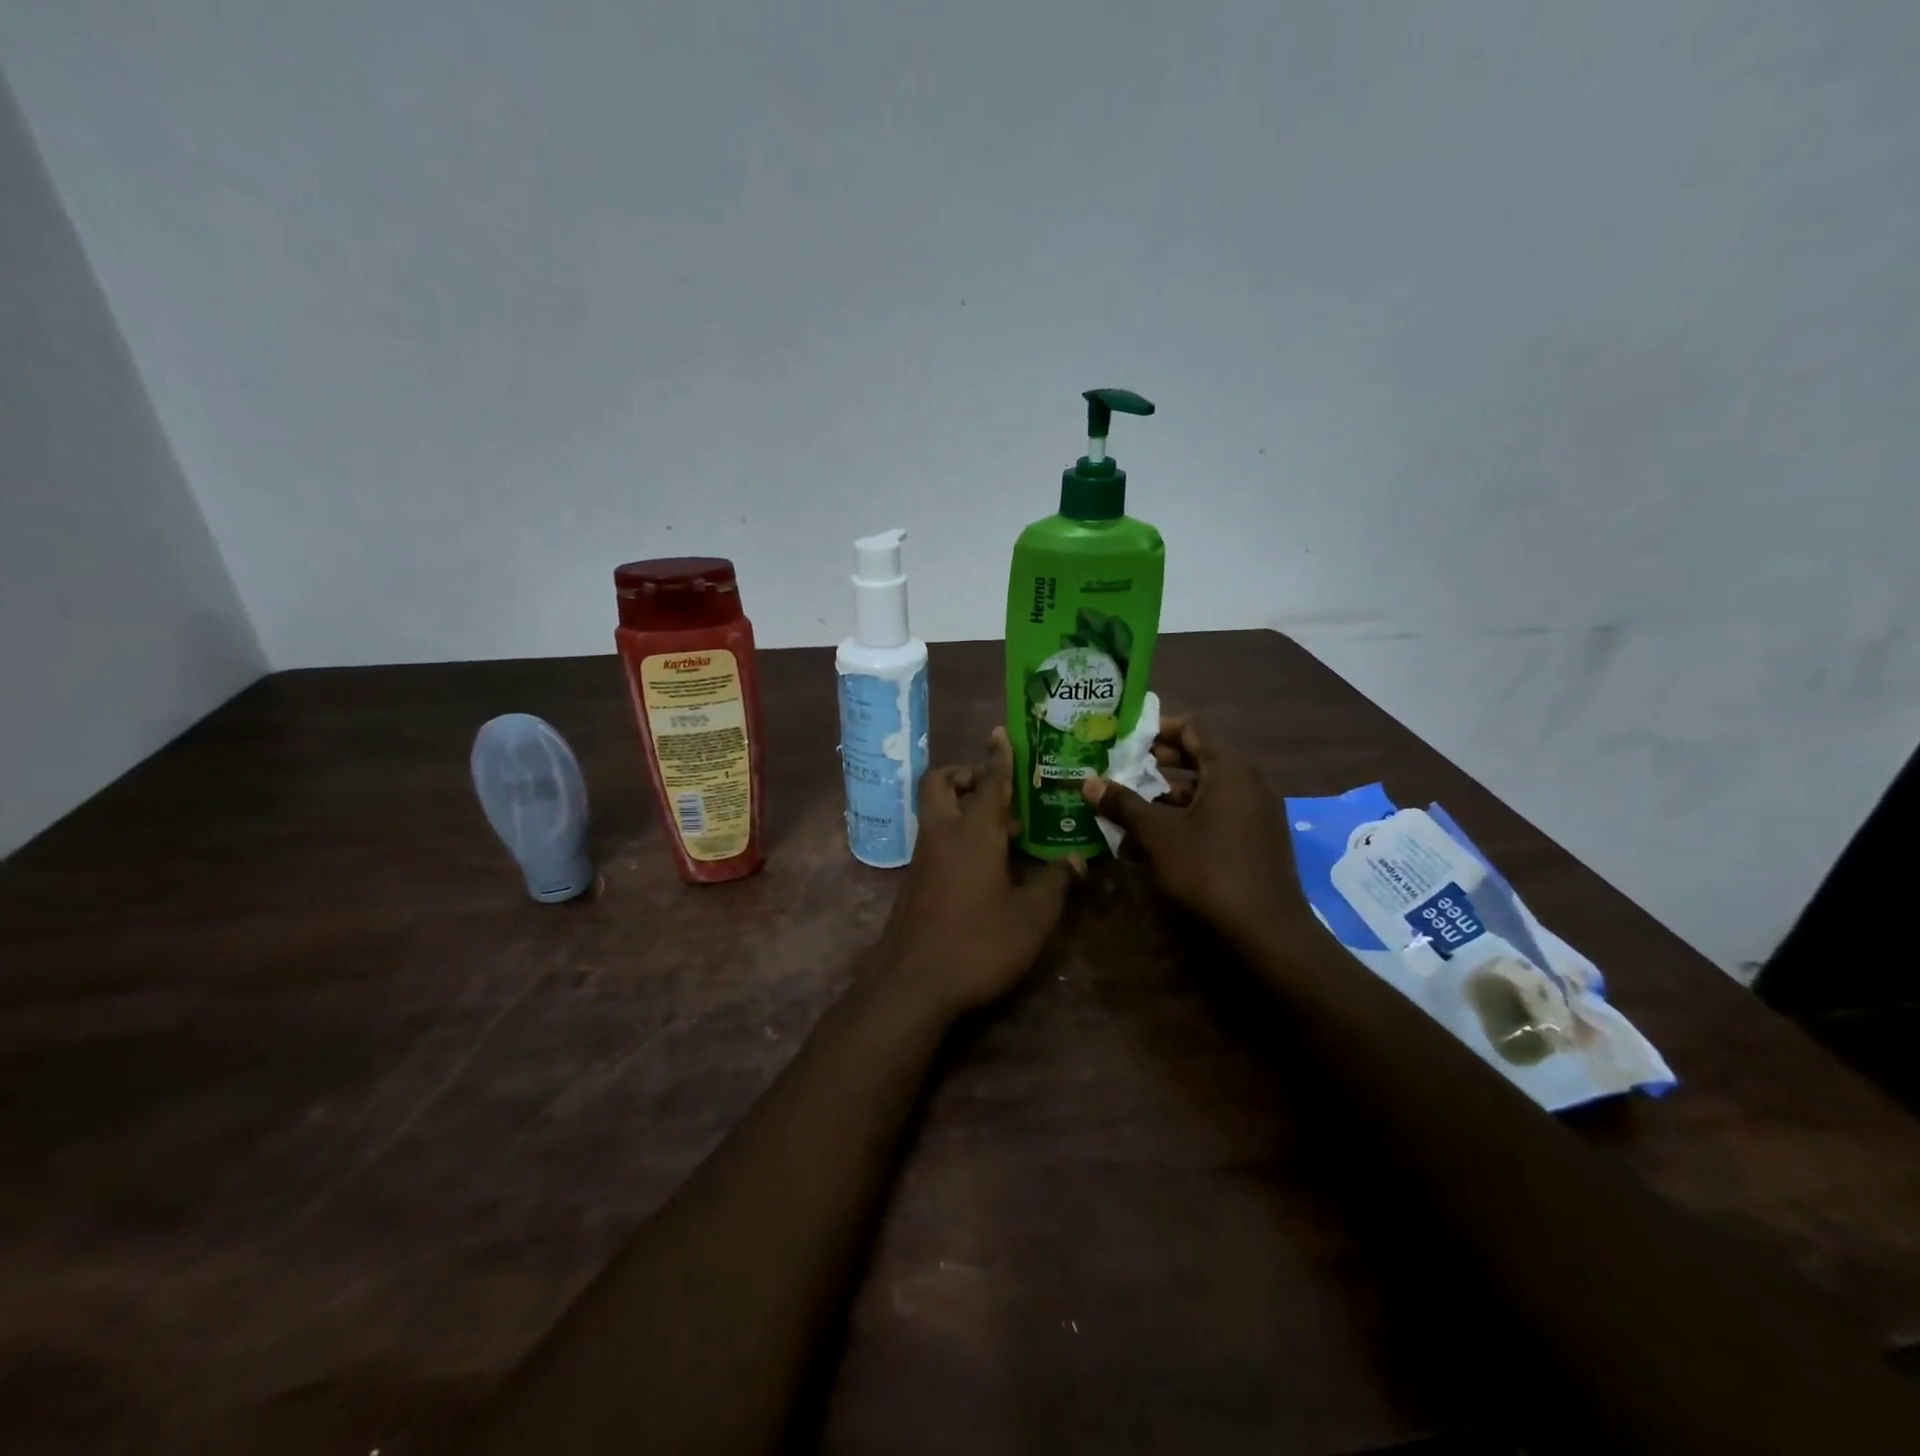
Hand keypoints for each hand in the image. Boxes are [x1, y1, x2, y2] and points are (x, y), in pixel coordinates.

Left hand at [869, 727, 1079, 1019]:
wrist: (911, 984)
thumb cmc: (977, 944)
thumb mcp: (1031, 919)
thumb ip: (1055, 884)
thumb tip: (1076, 860)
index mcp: (974, 832)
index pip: (989, 782)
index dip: (998, 756)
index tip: (1001, 732)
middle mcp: (943, 834)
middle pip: (941, 784)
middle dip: (966, 774)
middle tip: (998, 789)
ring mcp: (923, 857)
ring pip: (936, 811)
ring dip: (963, 804)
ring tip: (1004, 829)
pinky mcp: (915, 880)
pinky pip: (935, 837)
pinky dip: (956, 832)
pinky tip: (984, 862)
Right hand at [1081, 716, 1303, 948]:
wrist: (1266, 929)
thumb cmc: (1209, 869)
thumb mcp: (1158, 834)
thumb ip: (1124, 804)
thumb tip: (1089, 782)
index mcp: (1230, 768)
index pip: (1192, 727)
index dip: (1156, 728)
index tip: (1125, 737)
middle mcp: (1249, 780)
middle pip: (1199, 756)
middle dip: (1158, 762)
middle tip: (1122, 767)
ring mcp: (1256, 810)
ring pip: (1206, 788)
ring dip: (1168, 792)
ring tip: (1130, 802)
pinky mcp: (1256, 837)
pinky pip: (1217, 812)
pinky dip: (1187, 815)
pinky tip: (1156, 835)